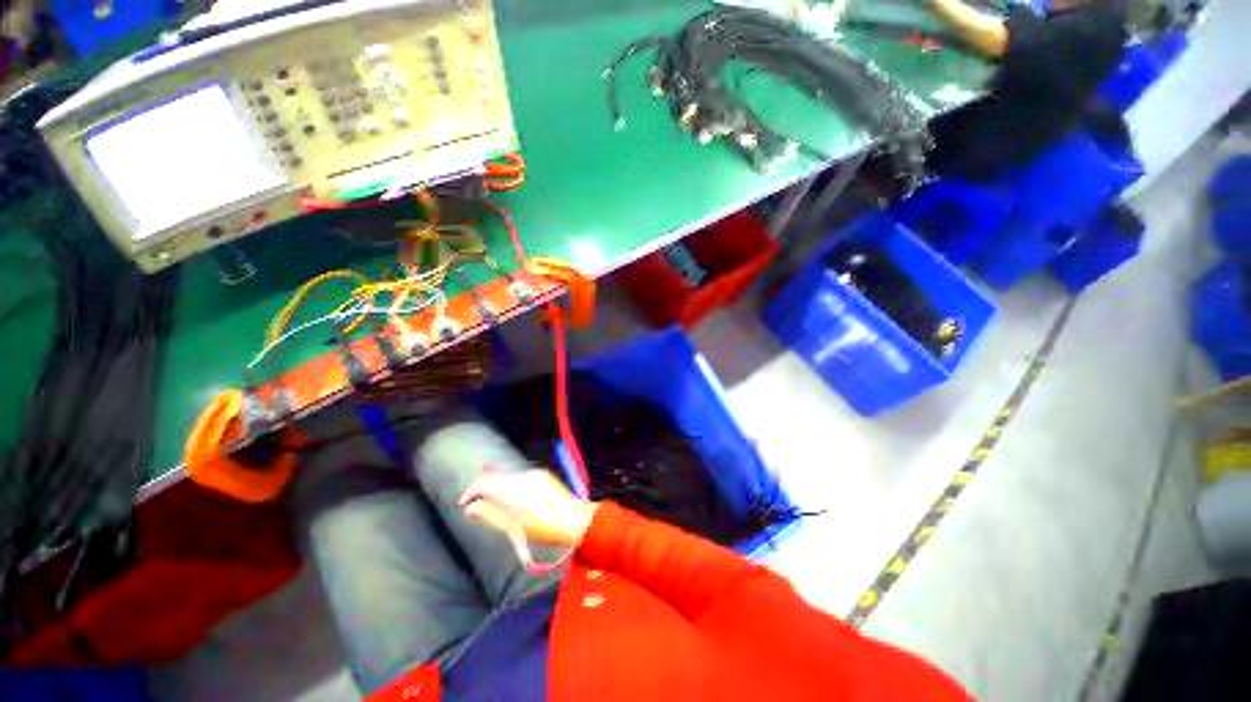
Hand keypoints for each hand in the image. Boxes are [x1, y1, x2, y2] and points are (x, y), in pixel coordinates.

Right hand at [460, 469, 597, 547]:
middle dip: (482, 484)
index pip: (483, 484)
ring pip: (508, 475)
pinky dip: (511, 481)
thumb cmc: (542, 530)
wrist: (572, 519)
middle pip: (495, 476)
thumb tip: (470, 508)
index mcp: (511, 491)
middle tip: (471, 494)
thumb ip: (490, 515)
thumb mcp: (512, 528)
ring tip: (486, 483)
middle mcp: (520, 477)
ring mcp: (533, 473)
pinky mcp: (542, 474)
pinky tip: (510, 488)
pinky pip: (520, 475)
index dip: (470, 492)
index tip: (463, 503)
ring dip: (496, 481)